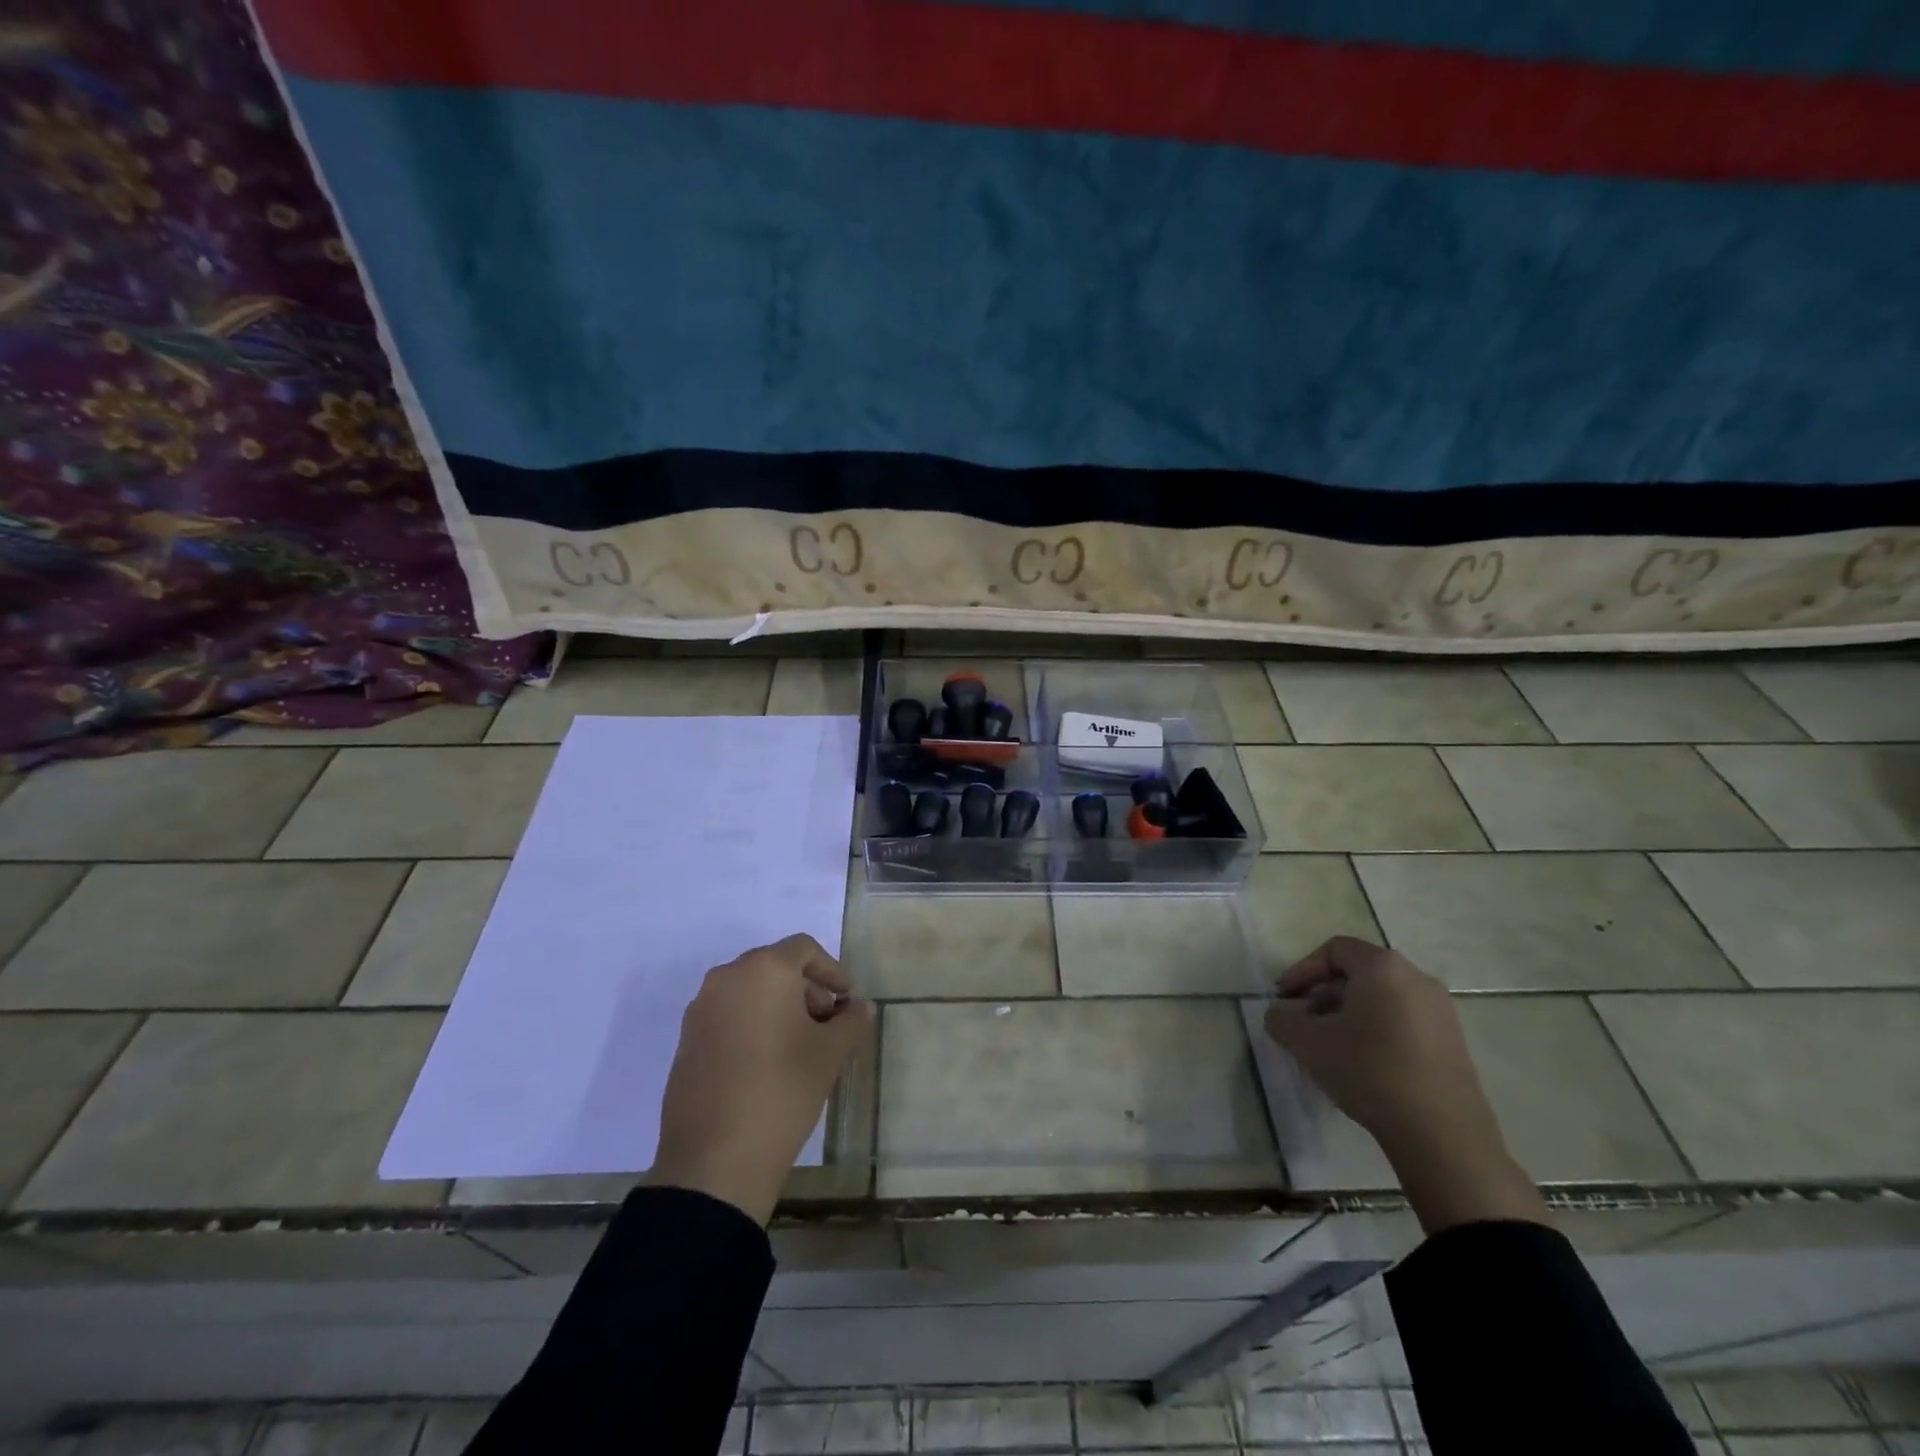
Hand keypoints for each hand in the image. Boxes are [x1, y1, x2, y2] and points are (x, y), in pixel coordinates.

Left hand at [648, 934, 872, 1225]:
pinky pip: (727, 1015)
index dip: (831, 970)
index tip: (846, 1002)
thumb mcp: (830, 1054)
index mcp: (764, 970)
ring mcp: (700, 1009)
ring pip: (749, 991)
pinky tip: (766, 1064)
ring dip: (778, 1007)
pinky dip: (751, 1025)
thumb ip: (850, 1021)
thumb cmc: (783, 1090)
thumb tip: (860, 1007)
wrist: (715, 1160)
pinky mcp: (686, 1040)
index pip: (804, 949)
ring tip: (798, 1047)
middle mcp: (727, 977)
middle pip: (775, 967)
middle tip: (826, 1025)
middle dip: (805, 990)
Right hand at [1264, 936, 1546, 1232]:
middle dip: (1322, 994)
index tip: (1283, 998)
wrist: (1442, 1135)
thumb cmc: (1369, 1071)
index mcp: (1383, 967)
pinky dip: (1376, 1030)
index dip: (1301, 970)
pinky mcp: (1453, 1043)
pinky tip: (1362, 1064)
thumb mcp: (1307, 1042)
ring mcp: (1440, 1012)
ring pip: (1381, 998)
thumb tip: (1282, 1012)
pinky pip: (1403, 1021)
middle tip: (1302, 1022)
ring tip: (1328, 1046)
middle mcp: (1417, 978)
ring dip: (1347, 1014)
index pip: (1334, 950)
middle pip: (1358, 973)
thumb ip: (1282, 1018)